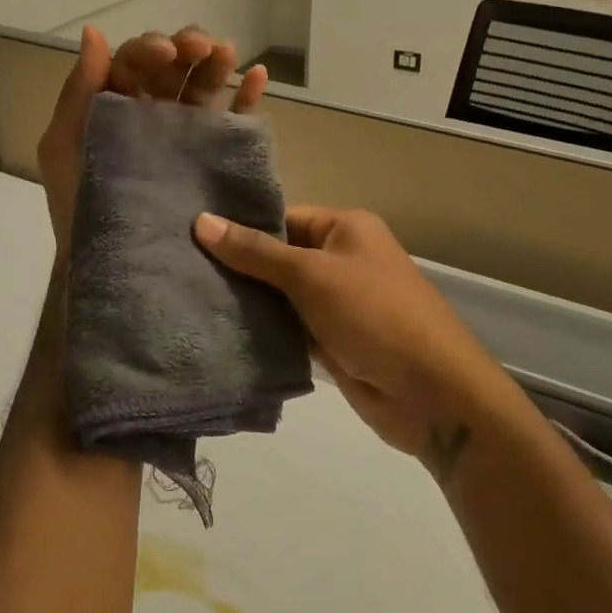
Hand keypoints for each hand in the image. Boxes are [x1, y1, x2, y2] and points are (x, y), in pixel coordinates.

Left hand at [37, 25, 266, 256]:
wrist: (115, 267)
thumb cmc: (80, 206)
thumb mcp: (64, 146)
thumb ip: (79, 90)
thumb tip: (94, 32)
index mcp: (117, 104)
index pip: (136, 62)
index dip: (150, 48)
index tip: (165, 52)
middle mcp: (154, 113)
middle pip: (175, 67)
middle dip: (187, 46)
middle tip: (200, 47)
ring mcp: (188, 134)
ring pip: (205, 86)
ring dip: (216, 62)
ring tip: (227, 53)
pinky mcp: (216, 156)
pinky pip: (236, 120)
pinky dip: (248, 95)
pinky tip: (257, 75)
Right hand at [193, 208, 512, 471]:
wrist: (432, 394)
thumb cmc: (374, 314)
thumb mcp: (312, 275)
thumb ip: (255, 252)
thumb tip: (201, 221)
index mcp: (345, 228)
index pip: (283, 218)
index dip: (241, 226)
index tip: (190, 233)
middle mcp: (341, 259)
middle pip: (279, 256)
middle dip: (238, 265)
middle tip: (179, 266)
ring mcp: (336, 303)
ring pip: (281, 294)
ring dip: (247, 300)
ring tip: (187, 296)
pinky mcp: (331, 342)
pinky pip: (288, 328)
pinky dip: (262, 330)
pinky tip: (218, 329)